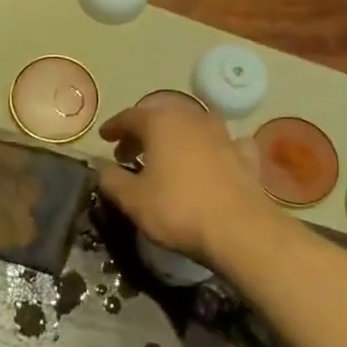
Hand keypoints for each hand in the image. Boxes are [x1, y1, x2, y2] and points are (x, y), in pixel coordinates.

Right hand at [96, 103, 276, 265]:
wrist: (239, 230)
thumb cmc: (177, 209)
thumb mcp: (132, 199)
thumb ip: (111, 179)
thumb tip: (101, 167)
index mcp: (161, 122)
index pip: (130, 116)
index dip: (114, 127)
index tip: (104, 138)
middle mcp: (192, 118)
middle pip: (161, 116)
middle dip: (142, 131)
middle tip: (129, 152)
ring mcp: (223, 134)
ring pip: (192, 126)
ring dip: (175, 137)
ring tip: (165, 157)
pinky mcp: (245, 155)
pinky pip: (223, 143)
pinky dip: (211, 148)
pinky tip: (211, 160)